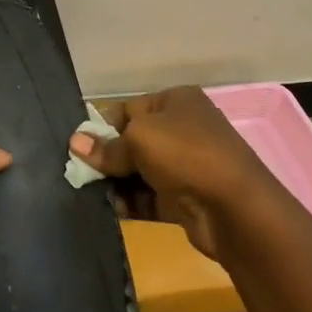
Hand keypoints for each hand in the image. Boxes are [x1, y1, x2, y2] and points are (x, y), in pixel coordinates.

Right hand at [68, 88, 270, 258]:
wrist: (236, 208)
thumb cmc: (185, 154)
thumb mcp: (138, 139)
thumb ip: (106, 146)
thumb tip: (75, 143)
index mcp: (176, 102)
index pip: (129, 109)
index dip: (103, 126)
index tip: (80, 146)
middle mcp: (183, 130)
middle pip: (133, 141)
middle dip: (107, 157)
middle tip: (79, 173)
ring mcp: (186, 166)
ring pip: (140, 172)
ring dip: (116, 182)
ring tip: (90, 194)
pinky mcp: (186, 199)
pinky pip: (150, 198)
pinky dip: (131, 203)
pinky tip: (111, 210)